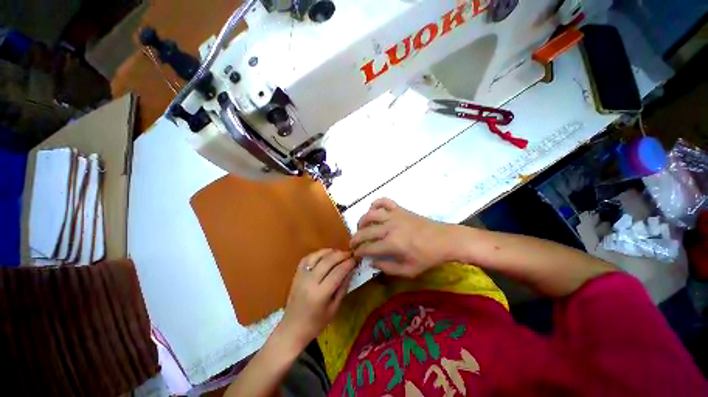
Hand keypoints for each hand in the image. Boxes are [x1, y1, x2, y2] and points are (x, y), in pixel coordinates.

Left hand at [277, 249, 355, 351]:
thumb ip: (343, 288)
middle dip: (341, 255)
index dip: (348, 264)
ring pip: (317, 256)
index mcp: (320, 294)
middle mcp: (310, 282)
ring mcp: (301, 276)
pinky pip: (307, 258)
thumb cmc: (316, 323)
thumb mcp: (334, 309)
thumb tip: (351, 271)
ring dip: (330, 252)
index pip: (338, 272)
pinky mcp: (296, 274)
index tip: (356, 259)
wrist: (292, 329)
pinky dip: (318, 253)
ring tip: (339, 252)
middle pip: (328, 261)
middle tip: (350, 254)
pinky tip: (325, 254)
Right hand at [350, 198, 453, 277]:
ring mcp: (395, 215)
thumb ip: (388, 268)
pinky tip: (373, 210)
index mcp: (392, 244)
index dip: (359, 252)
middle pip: (365, 231)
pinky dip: (376, 203)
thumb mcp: (409, 271)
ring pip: (370, 214)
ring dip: (362, 221)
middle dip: (355, 238)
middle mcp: (390, 227)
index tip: (355, 254)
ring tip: (361, 228)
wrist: (445, 239)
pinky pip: (384, 201)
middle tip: (352, 244)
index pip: (368, 248)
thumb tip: (371, 262)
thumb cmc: (428, 257)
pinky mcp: (400, 209)